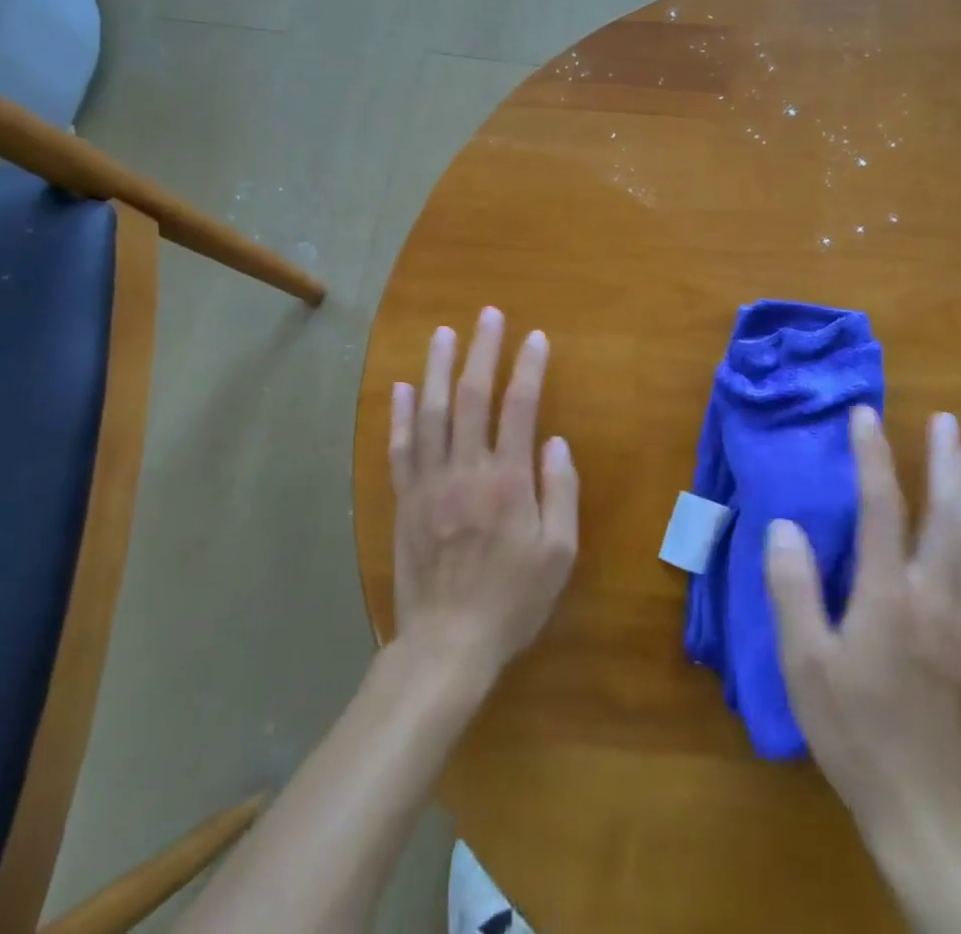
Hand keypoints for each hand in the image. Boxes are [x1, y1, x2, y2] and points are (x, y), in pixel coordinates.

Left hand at [389, 307, 579, 683]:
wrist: (446, 645)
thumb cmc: (512, 600)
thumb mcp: (558, 554)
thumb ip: (560, 492)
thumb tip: (555, 442)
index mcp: (507, 481)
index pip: (520, 407)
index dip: (528, 368)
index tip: (536, 338)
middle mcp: (465, 470)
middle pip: (471, 397)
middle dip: (481, 351)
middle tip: (487, 315)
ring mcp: (429, 482)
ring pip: (430, 412)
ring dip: (437, 368)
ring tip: (443, 333)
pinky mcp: (404, 499)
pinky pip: (400, 447)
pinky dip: (400, 413)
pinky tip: (403, 386)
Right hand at [764, 407, 960, 834]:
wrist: (929, 809)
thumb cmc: (857, 732)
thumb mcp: (805, 664)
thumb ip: (793, 589)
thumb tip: (784, 525)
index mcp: (891, 595)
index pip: (882, 507)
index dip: (873, 456)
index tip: (865, 414)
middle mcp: (936, 594)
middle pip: (949, 513)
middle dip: (947, 461)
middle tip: (946, 420)